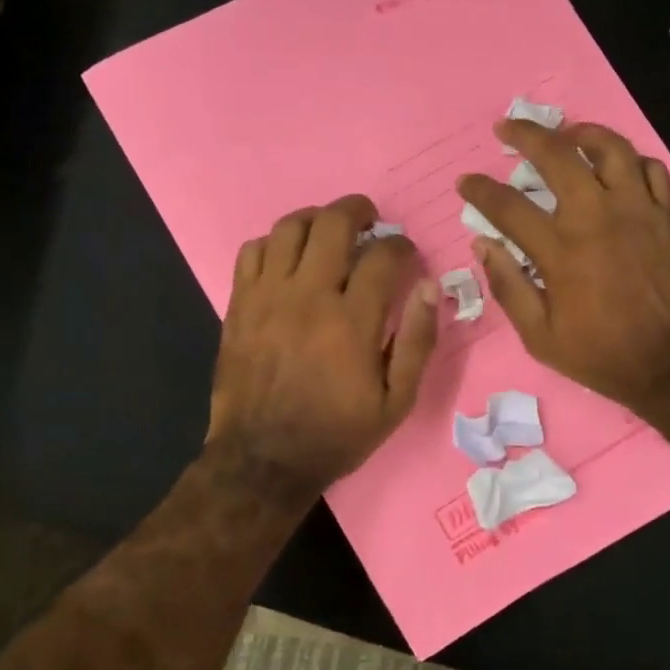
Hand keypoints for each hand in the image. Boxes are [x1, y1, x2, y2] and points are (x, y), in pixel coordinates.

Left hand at [207, 194, 438, 498]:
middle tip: (370, 219)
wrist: (263, 460)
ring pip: (290, 227)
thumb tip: (430, 286)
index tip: (406, 253)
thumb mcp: (396, 402)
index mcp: (353, 321)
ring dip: (316, 219)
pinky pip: (252, 250)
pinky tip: (288, 259)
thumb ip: (418, 341)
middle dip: (359, 210)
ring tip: (329, 231)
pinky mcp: (240, 304)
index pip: (383, 255)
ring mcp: (268, 296)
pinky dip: (274, 243)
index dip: (401, 245)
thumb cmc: (336, 433)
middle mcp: (309, 296)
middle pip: (333, 223)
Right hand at [457, 120, 669, 413]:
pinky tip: (618, 167)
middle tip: (507, 127)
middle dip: (525, 135)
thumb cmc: (603, 355)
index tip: (466, 182)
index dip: (480, 190)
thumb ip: (509, 288)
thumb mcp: (540, 337)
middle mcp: (596, 217)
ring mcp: (638, 211)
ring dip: (583, 133)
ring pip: (611, 148)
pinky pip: (652, 169)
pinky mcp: (669, 216)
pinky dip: (631, 160)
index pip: (508, 206)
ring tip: (567, 134)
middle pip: (557, 156)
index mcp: (560, 250)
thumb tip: (483, 245)